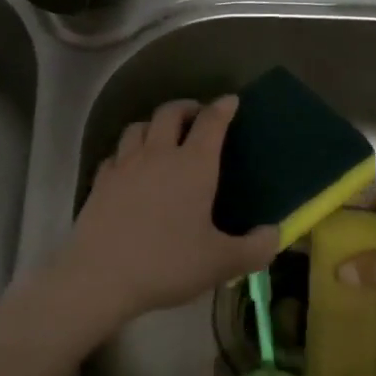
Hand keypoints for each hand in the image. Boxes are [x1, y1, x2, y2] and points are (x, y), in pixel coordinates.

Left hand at [55, 96, 278, 328]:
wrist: (101, 275)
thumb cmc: (167, 264)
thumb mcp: (221, 263)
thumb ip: (255, 248)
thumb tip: (274, 233)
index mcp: (193, 165)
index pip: (211, 122)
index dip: (222, 108)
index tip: (230, 101)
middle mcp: (158, 154)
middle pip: (169, 113)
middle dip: (186, 108)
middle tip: (196, 116)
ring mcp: (124, 164)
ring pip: (138, 126)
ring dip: (154, 124)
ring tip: (162, 137)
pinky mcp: (101, 180)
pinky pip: (116, 153)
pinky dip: (128, 151)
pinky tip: (131, 167)